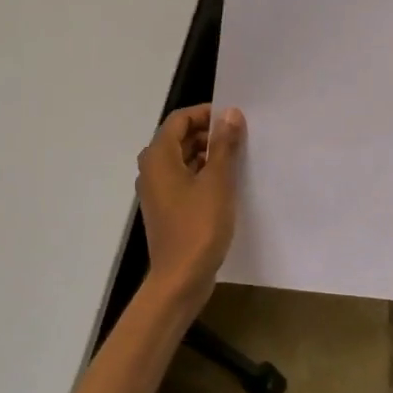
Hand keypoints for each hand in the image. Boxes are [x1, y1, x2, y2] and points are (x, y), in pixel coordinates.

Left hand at [137, 105, 245, 305]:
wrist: (180, 278)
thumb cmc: (199, 226)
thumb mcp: (218, 181)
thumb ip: (224, 144)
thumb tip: (230, 113)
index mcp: (158, 157)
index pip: (180, 119)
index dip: (206, 114)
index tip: (234, 120)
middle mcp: (152, 169)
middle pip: (179, 137)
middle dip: (209, 134)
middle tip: (240, 138)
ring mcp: (157, 190)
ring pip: (182, 159)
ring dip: (207, 154)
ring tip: (237, 159)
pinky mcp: (166, 208)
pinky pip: (183, 179)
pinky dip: (202, 174)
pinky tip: (226, 184)